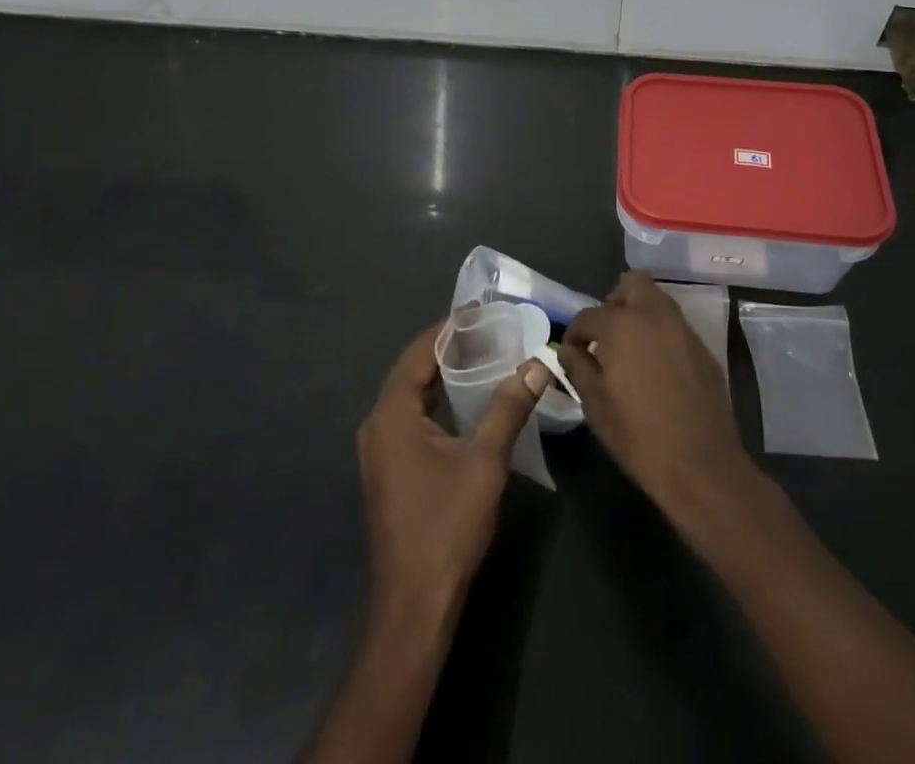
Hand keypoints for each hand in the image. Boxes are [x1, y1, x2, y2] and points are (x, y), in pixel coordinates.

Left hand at [358, 323, 547, 622]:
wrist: (415, 604)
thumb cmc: (447, 525)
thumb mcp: (485, 461)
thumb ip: (509, 408)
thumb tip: (537, 365)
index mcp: (391, 414)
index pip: (420, 352)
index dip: (450, 328)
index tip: (481, 311)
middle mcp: (377, 425)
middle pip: (413, 371)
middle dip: (449, 348)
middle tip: (489, 331)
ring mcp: (379, 450)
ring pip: (412, 396)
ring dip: (443, 376)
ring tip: (483, 358)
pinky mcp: (388, 470)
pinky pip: (411, 418)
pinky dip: (437, 402)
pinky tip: (466, 403)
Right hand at [560, 272, 754, 517]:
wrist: (702, 466)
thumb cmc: (639, 437)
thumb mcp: (595, 405)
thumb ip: (577, 367)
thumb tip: (569, 349)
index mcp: (623, 325)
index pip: (588, 315)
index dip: (575, 334)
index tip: (572, 352)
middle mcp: (655, 316)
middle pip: (632, 284)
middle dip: (613, 302)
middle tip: (605, 335)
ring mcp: (684, 330)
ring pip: (657, 302)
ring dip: (639, 315)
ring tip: (629, 351)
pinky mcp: (704, 349)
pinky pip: (675, 327)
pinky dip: (660, 335)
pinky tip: (656, 369)